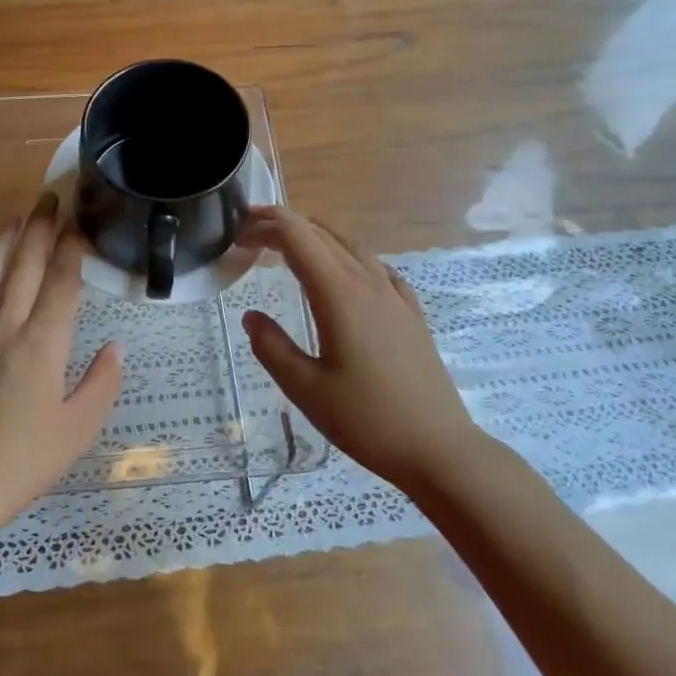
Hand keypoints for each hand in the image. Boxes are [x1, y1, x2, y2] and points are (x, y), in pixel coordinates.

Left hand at [0, 193, 123, 532]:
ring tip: (12, 219)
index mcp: (42, 345)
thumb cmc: (25, 461)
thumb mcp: (79, 428)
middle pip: (21, 268)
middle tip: (47, 198)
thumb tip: (116, 346)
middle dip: (37, 230)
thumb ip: (102, 383)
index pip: (60, 284)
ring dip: (0, 244)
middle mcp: (5, 330)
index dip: (70, 249)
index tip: (77, 221)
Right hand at [239, 206, 482, 490]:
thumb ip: (272, 347)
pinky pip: (376, 268)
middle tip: (250, 237)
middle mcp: (368, 283)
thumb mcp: (305, 389)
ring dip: (316, 237)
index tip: (238, 233)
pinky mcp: (410, 314)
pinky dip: (349, 257)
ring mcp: (394, 296)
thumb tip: (251, 316)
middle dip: (284, 226)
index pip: (297, 237)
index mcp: (339, 294)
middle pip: (322, 235)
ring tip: (288, 247)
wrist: (437, 448)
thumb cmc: (366, 420)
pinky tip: (344, 274)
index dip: (265, 226)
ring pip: (351, 246)